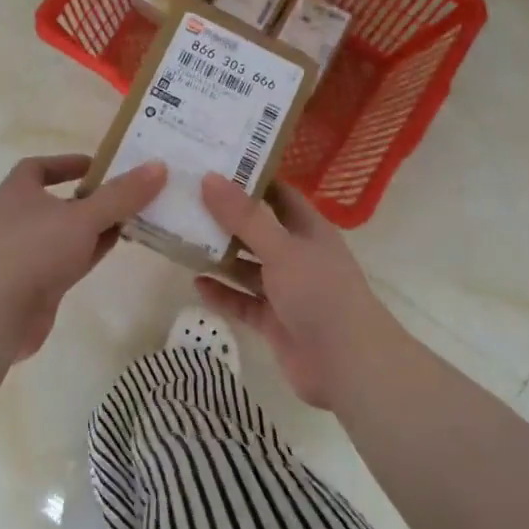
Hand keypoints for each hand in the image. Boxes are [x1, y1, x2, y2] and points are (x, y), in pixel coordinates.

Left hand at [0, 154, 167, 360]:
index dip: (67, 163)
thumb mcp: (84, 216)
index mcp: (18, 192)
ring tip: (130, 221)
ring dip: (93, 228)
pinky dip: (88, 253)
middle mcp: (17, 219)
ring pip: (65, 234)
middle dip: (90, 198)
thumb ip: (121, 195)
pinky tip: (113, 249)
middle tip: (127, 195)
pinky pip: (66, 262)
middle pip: (57, 202)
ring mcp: (25, 254)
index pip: (38, 167)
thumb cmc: (34, 249)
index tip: (98, 166)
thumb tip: (158, 166)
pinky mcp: (34, 285)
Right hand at [195, 174, 405, 411]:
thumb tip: (209, 178)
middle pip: (257, 230)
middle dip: (225, 218)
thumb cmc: (319, 293)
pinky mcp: (274, 321)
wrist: (347, 364)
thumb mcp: (281, 248)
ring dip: (219, 256)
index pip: (278, 194)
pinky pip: (243, 301)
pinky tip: (196, 284)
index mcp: (308, 229)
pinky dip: (222, 293)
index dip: (250, 179)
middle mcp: (297, 255)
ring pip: (247, 267)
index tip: (213, 163)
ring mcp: (286, 290)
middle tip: (185, 199)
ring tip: (181, 239)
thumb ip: (245, 217)